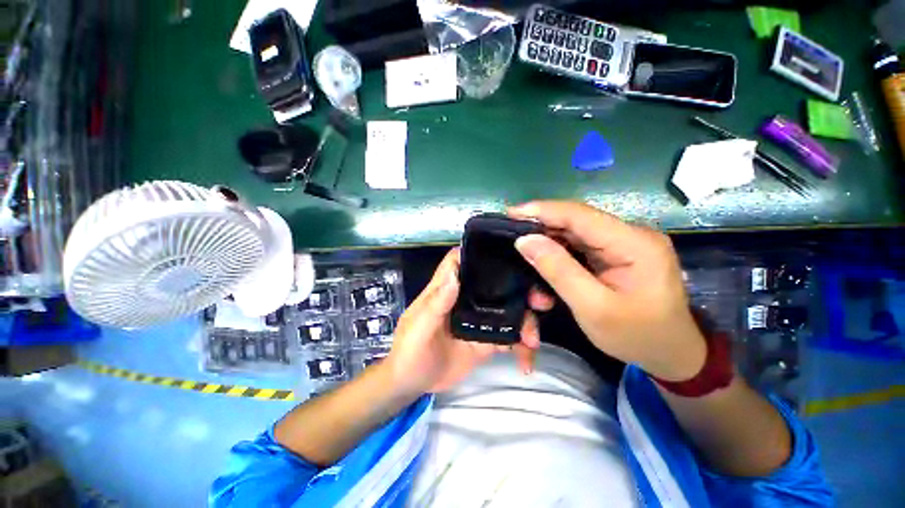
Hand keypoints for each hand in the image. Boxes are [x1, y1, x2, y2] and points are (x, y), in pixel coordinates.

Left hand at [384, 249, 540, 393]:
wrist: (413, 383)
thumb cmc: (409, 350)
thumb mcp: (419, 327)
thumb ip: (436, 303)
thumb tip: (455, 275)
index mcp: (447, 288)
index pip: (462, 260)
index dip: (481, 252)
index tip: (512, 251)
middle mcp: (467, 298)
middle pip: (496, 283)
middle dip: (521, 288)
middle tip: (540, 302)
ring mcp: (479, 319)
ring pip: (509, 309)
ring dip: (527, 321)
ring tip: (532, 341)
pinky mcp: (487, 340)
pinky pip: (510, 338)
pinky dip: (522, 346)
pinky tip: (527, 361)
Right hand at [509, 201, 705, 381]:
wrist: (671, 353)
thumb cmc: (636, 335)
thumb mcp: (592, 307)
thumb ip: (558, 271)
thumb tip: (525, 241)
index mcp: (634, 244)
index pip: (580, 215)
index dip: (542, 210)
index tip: (510, 213)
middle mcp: (631, 235)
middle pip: (576, 221)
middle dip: (540, 227)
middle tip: (510, 235)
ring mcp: (624, 243)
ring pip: (575, 233)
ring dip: (547, 242)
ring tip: (522, 252)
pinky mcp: (616, 253)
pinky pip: (580, 245)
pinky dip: (558, 252)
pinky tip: (543, 262)